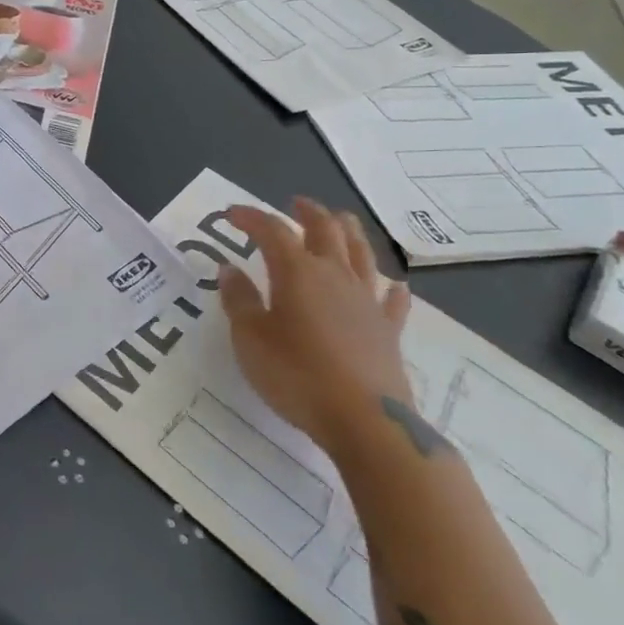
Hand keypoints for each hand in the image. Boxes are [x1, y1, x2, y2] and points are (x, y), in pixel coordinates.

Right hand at [218, 199, 411, 457]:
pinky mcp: (388, 331)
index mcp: (298, 272)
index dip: (251, 218)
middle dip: (308, 212)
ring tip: (340, 221)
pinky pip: (392, 301)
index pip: (272, 231)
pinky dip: (391, 289)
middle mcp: (335, 276)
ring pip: (361, 254)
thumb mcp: (250, 338)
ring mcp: (366, 302)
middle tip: (295, 204)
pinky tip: (394, 286)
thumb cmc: (296, 374)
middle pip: (326, 230)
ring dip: (349, 232)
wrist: (365, 421)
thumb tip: (229, 269)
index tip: (231, 215)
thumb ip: (239, 300)